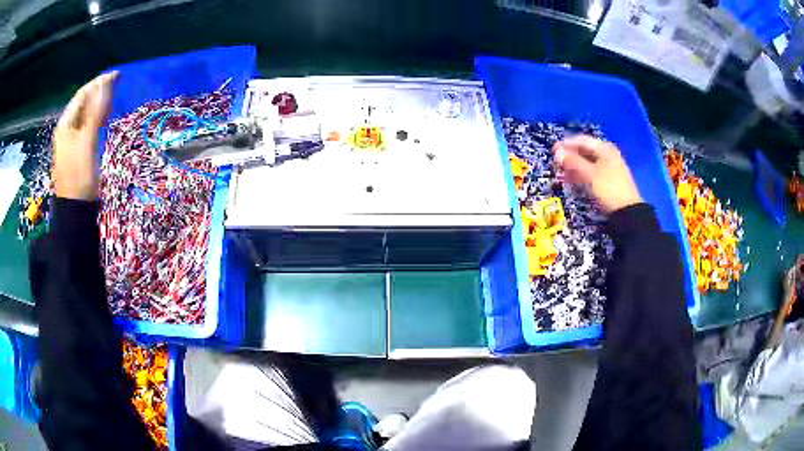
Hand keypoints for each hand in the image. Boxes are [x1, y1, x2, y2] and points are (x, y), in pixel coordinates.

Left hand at [53, 71, 117, 200]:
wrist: (76, 209)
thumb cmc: (79, 174)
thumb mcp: (87, 141)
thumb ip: (96, 111)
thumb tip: (107, 82)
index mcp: (66, 124)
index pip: (82, 95)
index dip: (98, 82)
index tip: (117, 75)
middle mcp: (67, 129)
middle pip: (83, 103)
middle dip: (99, 92)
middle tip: (117, 87)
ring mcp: (72, 141)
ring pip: (86, 115)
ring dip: (99, 105)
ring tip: (113, 101)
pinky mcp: (78, 150)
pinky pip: (88, 127)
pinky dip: (97, 119)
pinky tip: (104, 119)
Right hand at [553, 135, 642, 213]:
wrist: (627, 212)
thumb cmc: (608, 188)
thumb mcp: (589, 174)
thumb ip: (573, 162)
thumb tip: (557, 152)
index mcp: (604, 148)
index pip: (582, 141)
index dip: (566, 144)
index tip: (553, 150)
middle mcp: (607, 154)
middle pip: (585, 151)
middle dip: (570, 156)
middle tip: (556, 163)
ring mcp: (609, 167)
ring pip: (588, 163)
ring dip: (574, 166)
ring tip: (562, 172)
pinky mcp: (609, 180)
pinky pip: (592, 172)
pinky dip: (581, 174)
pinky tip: (573, 180)